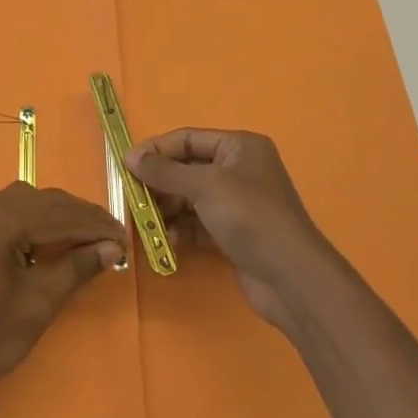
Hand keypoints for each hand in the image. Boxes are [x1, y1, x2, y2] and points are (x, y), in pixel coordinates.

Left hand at [0, 183, 125, 398]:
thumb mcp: (38, 304)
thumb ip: (77, 267)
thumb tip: (112, 247)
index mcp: (1, 218)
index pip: (62, 215)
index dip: (97, 227)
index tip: (126, 239)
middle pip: (47, 203)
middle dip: (82, 220)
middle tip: (114, 241)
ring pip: (31, 202)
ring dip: (61, 218)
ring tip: (91, 240)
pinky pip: (12, 208)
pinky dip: (37, 220)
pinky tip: (55, 237)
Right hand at [126, 130, 328, 331]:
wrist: (291, 278)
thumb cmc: (249, 217)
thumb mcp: (204, 186)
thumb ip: (165, 171)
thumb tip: (130, 157)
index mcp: (239, 147)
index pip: (189, 139)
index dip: (157, 149)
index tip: (126, 164)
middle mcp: (239, 170)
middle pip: (188, 168)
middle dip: (160, 182)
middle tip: (132, 196)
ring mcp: (237, 204)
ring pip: (190, 198)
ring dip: (167, 207)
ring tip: (146, 221)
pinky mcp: (233, 233)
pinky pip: (198, 223)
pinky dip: (181, 228)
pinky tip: (167, 239)